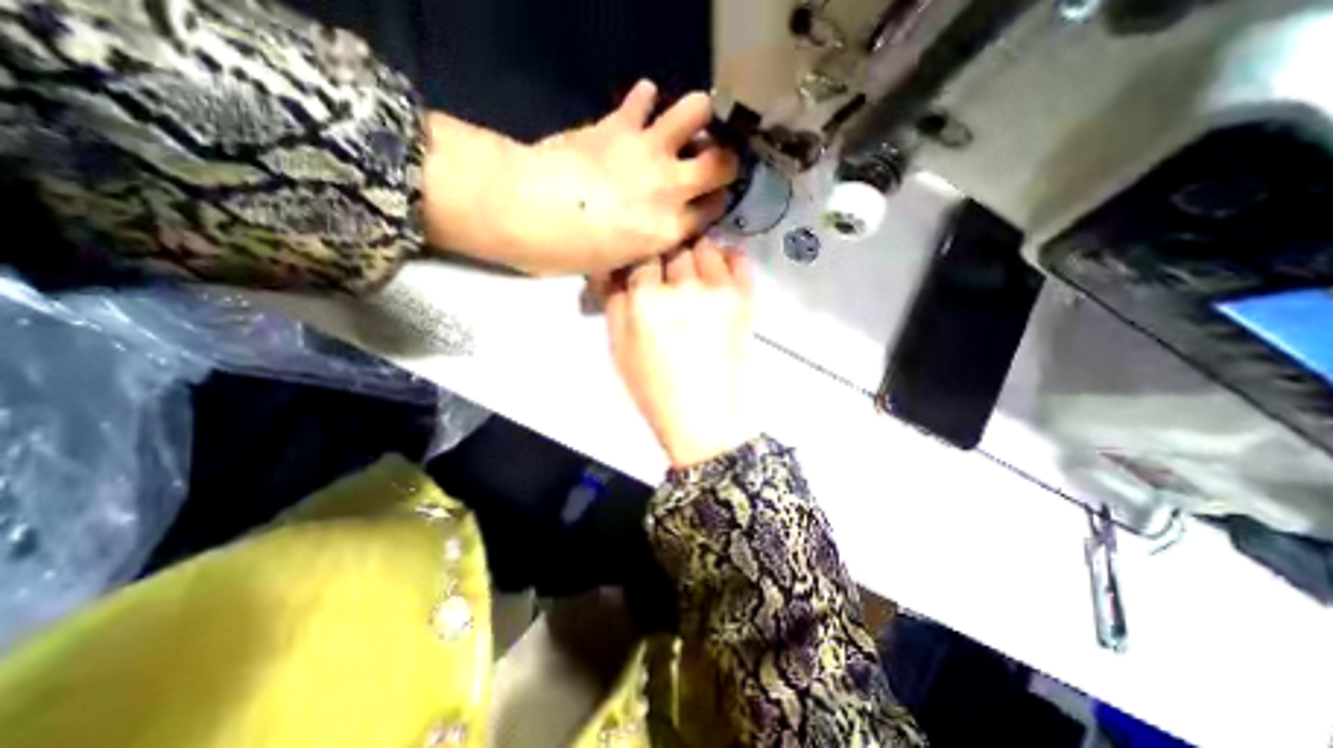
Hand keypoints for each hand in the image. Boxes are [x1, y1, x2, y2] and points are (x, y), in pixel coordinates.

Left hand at [423, 83, 739, 277]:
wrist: (529, 211)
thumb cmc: (572, 252)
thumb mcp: (619, 263)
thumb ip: (647, 243)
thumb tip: (657, 232)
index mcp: (669, 230)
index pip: (713, 210)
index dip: (716, 203)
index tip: (712, 200)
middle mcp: (671, 188)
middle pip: (721, 163)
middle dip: (725, 160)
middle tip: (714, 158)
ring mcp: (648, 152)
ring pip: (695, 112)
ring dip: (696, 114)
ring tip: (689, 122)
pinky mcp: (620, 124)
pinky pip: (642, 98)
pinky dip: (645, 99)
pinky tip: (641, 106)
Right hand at [606, 239, 759, 465]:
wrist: (702, 415)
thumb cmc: (655, 388)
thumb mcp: (617, 347)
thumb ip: (614, 301)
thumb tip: (618, 268)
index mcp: (645, 299)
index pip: (641, 255)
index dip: (641, 262)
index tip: (644, 270)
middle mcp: (682, 286)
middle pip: (672, 246)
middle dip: (667, 257)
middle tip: (667, 275)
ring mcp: (717, 289)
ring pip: (704, 246)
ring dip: (695, 255)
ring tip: (692, 275)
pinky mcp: (743, 299)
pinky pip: (739, 259)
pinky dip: (728, 258)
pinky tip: (718, 272)